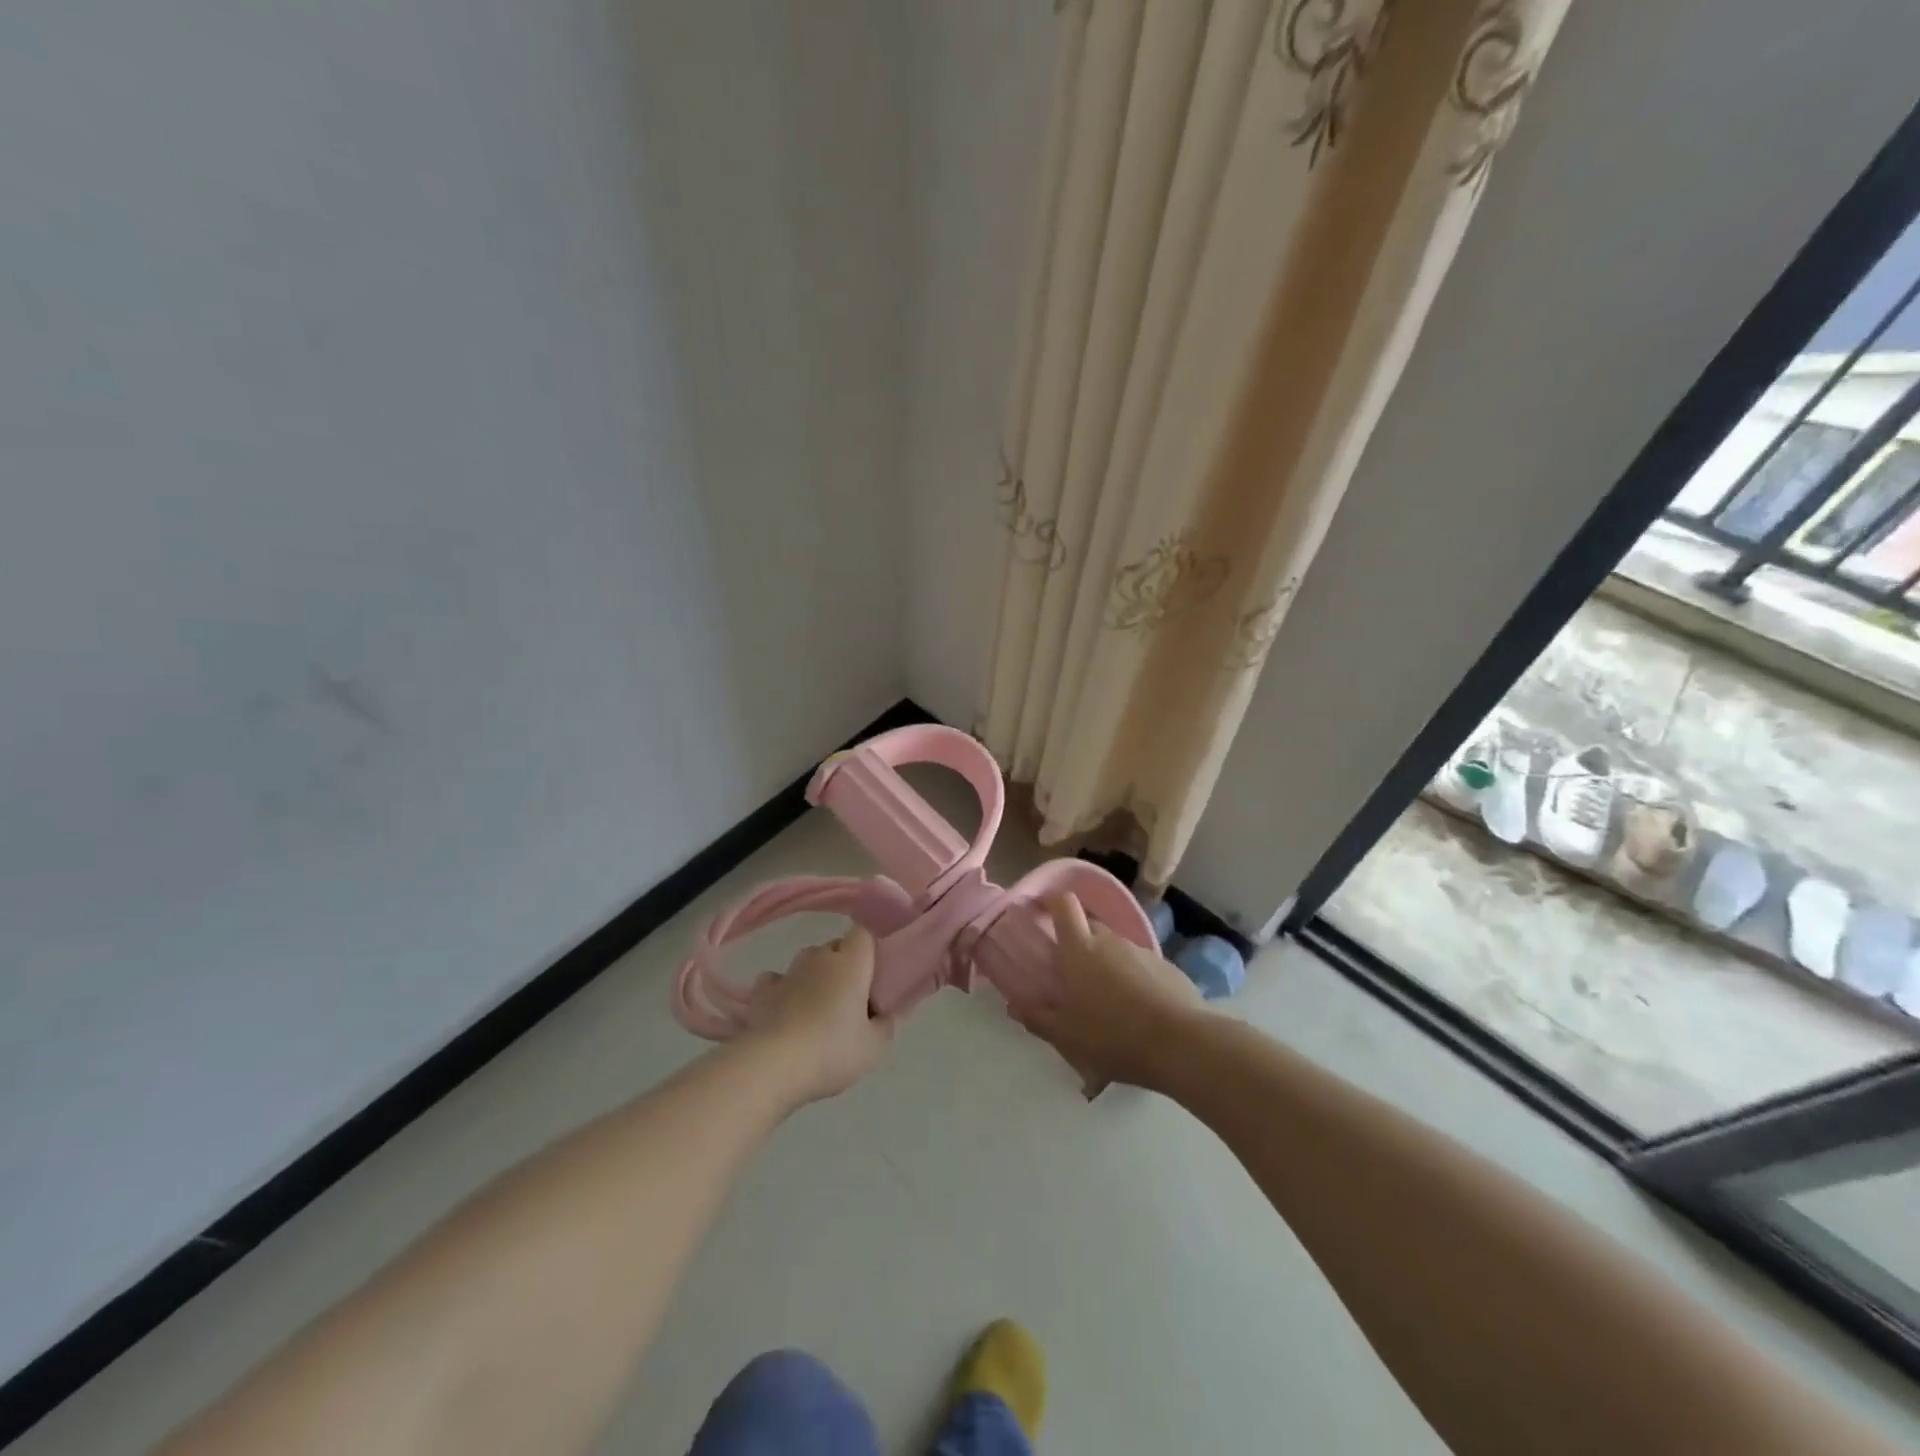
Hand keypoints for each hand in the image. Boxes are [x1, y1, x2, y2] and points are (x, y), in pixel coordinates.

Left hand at [743, 926, 893, 1103]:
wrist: (773, 1066)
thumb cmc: (832, 1050)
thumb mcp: (874, 1047)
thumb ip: (888, 1023)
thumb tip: (892, 1011)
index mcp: (851, 962)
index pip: (863, 934)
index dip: (869, 950)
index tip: (874, 976)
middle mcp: (819, 957)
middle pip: (835, 948)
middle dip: (843, 966)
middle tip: (850, 1000)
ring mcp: (788, 972)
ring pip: (807, 963)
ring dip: (814, 978)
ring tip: (817, 1010)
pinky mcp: (762, 991)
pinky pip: (776, 980)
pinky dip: (783, 990)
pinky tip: (785, 1011)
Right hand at [1011, 893, 1207, 1090]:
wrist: (1182, 1044)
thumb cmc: (1114, 1036)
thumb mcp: (1067, 1036)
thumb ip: (1038, 1018)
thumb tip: (1013, 1005)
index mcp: (1080, 949)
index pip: (1064, 904)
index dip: (1051, 901)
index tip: (1041, 909)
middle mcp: (1110, 941)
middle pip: (1088, 925)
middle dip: (1076, 939)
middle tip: (1069, 970)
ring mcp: (1141, 951)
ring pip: (1114, 947)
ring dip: (1105, 962)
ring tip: (1104, 998)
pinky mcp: (1167, 967)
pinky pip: (1139, 964)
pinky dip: (1131, 977)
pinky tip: (1135, 1008)